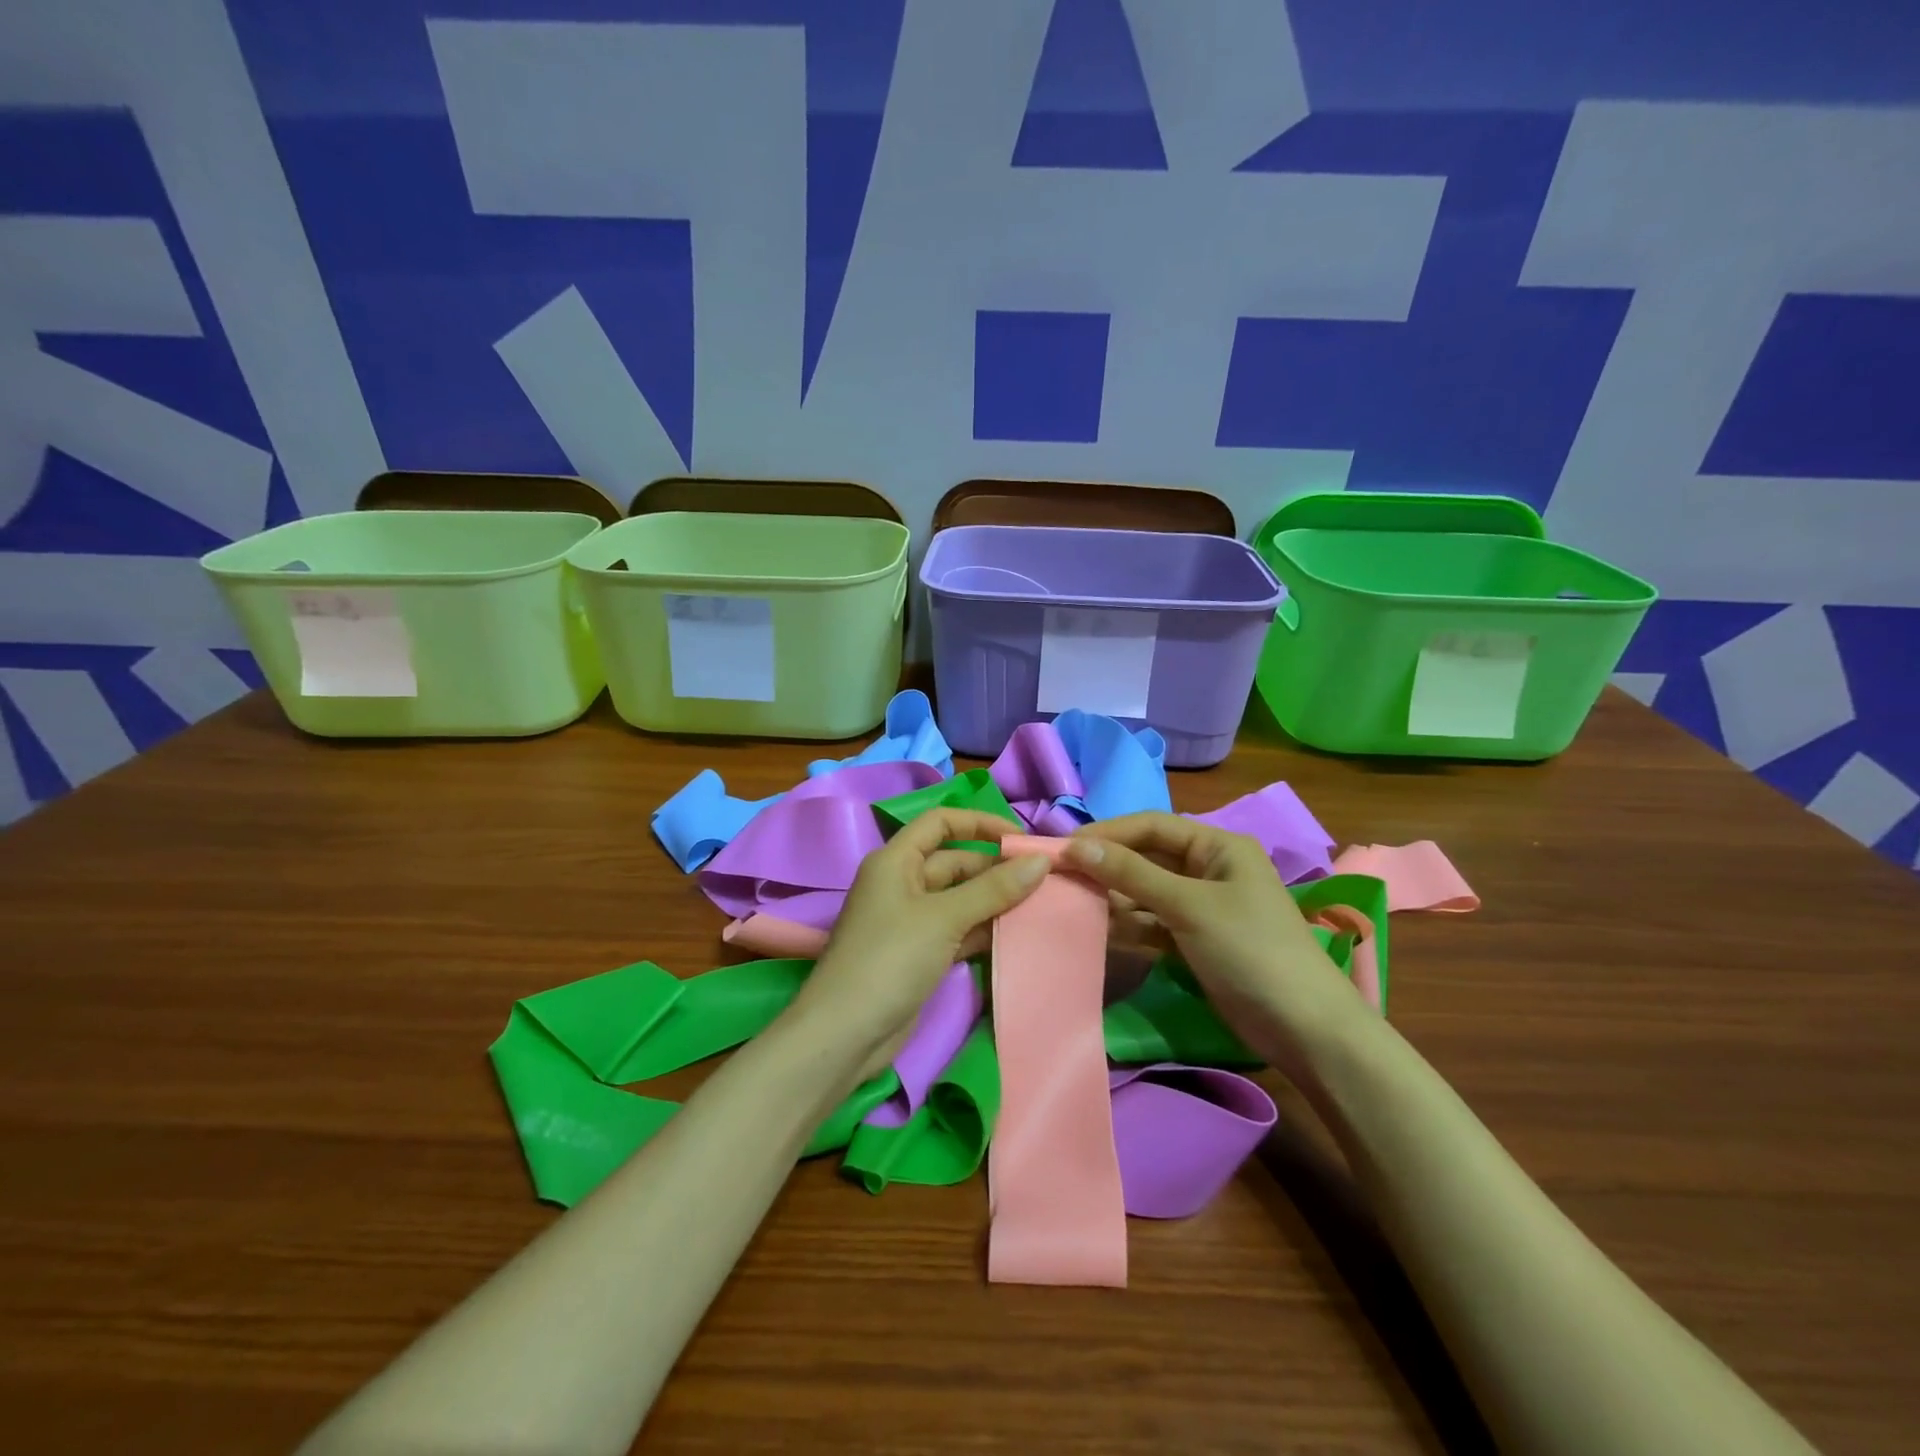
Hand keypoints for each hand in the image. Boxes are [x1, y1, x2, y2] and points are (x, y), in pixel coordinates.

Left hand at [791, 809, 1049, 1076]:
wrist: (846, 1033)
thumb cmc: (890, 959)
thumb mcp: (944, 918)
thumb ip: (994, 889)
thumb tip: (1040, 861)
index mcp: (896, 860)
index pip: (940, 822)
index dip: (979, 823)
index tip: (1020, 839)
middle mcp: (902, 883)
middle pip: (955, 862)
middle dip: (995, 869)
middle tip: (1043, 881)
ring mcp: (910, 920)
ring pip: (960, 899)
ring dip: (994, 901)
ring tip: (1040, 906)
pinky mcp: (919, 953)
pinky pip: (957, 930)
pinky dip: (982, 930)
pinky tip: (1014, 935)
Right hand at [1063, 813, 1364, 1066]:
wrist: (1304, 1029)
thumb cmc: (1249, 950)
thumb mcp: (1188, 906)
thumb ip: (1131, 875)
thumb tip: (1075, 846)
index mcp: (1218, 846)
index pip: (1151, 826)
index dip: (1107, 833)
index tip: (1063, 848)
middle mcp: (1209, 868)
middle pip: (1146, 857)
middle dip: (1106, 866)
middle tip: (1060, 877)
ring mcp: (1201, 905)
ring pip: (1145, 890)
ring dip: (1113, 896)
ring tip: (1070, 903)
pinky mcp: (1195, 938)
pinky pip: (1152, 920)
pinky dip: (1128, 923)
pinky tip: (1098, 928)